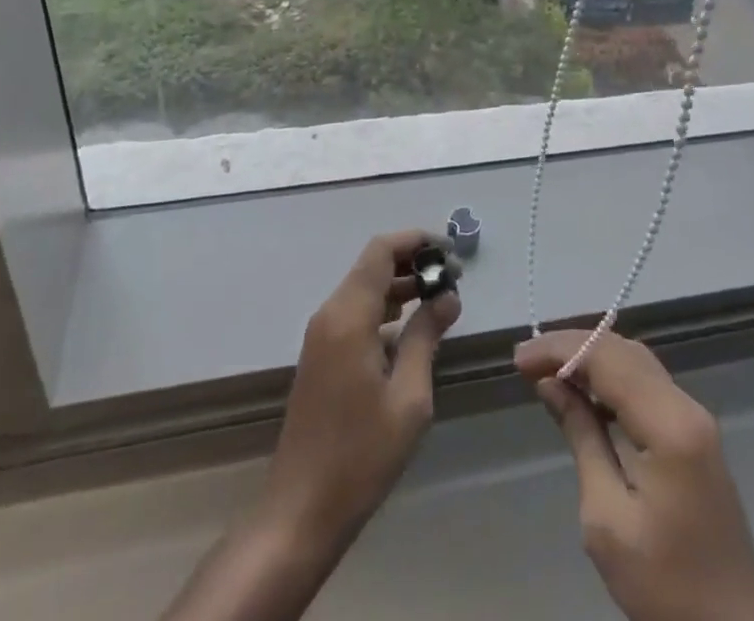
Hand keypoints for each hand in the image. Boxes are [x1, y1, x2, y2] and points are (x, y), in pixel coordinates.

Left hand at [262, 230, 462, 548]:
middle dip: (413, 263)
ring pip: (364, 289)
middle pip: (372, 266)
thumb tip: (447, 296)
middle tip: (453, 279)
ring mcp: (322, 335)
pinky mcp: (321, 356)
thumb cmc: (360, 456)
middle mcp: (330, 314)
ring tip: (440, 300)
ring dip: (400, 287)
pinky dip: (385, 309)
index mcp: (348, 316)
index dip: (416, 241)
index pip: (381, 251)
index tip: (450, 252)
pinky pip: (356, 313)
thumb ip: (426, 337)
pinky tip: (412, 332)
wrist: (300, 511)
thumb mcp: (408, 398)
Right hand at [517, 330, 753, 620]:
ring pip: (635, 361)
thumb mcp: (607, 519)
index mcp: (669, 425)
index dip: (561, 349)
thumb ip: (581, 437)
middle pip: (623, 351)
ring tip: (548, 369)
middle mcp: (686, 406)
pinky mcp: (694, 433)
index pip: (607, 359)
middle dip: (573, 346)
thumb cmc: (665, 585)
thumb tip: (550, 383)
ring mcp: (695, 417)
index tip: (520, 359)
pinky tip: (585, 391)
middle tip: (528, 360)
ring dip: (591, 356)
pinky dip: (611, 375)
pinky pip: (646, 383)